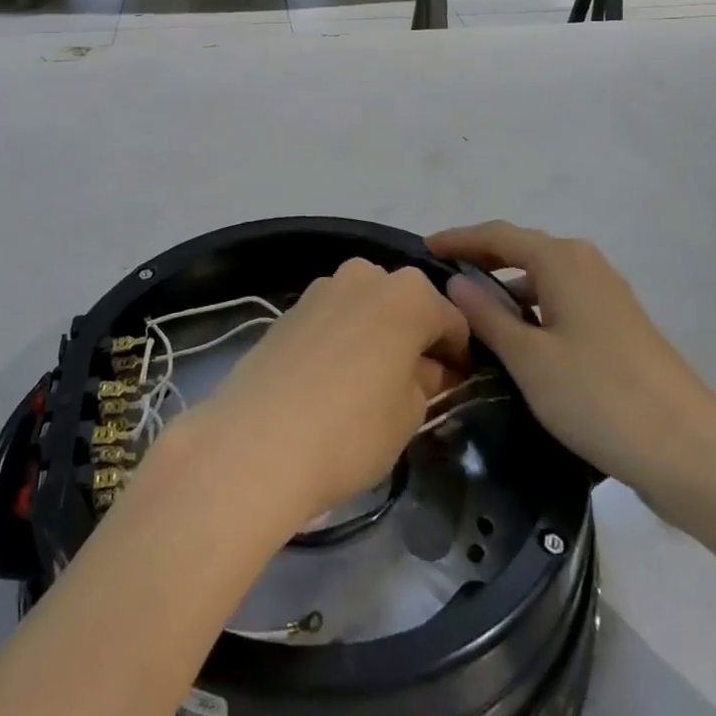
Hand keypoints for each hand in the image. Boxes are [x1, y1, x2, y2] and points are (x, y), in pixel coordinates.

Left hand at [179, 259, 470, 529]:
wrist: (256, 440)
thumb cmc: (351, 429)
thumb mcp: (409, 414)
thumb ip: (425, 381)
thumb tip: (425, 368)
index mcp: (408, 293)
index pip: (452, 319)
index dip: (458, 354)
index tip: (457, 385)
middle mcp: (366, 275)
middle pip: (405, 303)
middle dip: (414, 336)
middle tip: (415, 385)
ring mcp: (323, 286)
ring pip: (366, 306)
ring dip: (376, 334)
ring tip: (370, 384)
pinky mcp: (290, 307)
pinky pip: (333, 318)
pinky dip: (343, 338)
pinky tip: (333, 381)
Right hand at [428, 222, 715, 524]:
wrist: (693, 454)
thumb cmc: (599, 397)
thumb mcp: (529, 359)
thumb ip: (487, 315)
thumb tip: (456, 281)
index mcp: (562, 260)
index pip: (497, 235)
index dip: (459, 239)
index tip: (425, 248)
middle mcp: (586, 265)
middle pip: (522, 251)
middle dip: (482, 261)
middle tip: (443, 281)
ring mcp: (608, 296)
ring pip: (544, 280)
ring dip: (508, 290)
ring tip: (473, 317)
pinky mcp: (620, 328)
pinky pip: (563, 303)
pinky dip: (534, 311)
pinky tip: (520, 344)